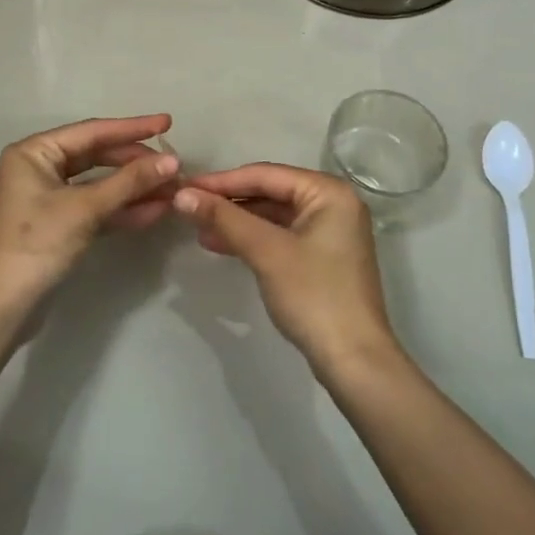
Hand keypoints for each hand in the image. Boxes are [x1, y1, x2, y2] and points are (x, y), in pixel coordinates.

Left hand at [0, 115, 179, 319]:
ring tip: (173, 190)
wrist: (3, 307)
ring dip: (134, 188)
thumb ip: (129, 182)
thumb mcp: (85, 209)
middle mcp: (39, 168)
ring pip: (100, 184)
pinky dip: (122, 209)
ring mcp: (49, 197)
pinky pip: (96, 208)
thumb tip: (173, 161)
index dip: (132, 128)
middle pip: (97, 156)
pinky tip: (155, 211)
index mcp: (35, 152)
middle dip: (136, 163)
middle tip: (175, 166)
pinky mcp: (59, 225)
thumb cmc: (37, 244)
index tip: (168, 123)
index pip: (92, 132)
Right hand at [174, 164, 400, 374]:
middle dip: (228, 201)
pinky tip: (220, 244)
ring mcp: (329, 231)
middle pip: (270, 192)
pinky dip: (252, 238)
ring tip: (197, 227)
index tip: (184, 186)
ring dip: (236, 221)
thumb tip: (181, 194)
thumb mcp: (266, 251)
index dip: (222, 180)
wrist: (354, 360)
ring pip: (273, 215)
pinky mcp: (322, 256)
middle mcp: (333, 203)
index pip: (266, 175)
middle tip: (187, 205)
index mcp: (328, 192)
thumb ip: (224, 218)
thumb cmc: (314, 295)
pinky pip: (280, 235)